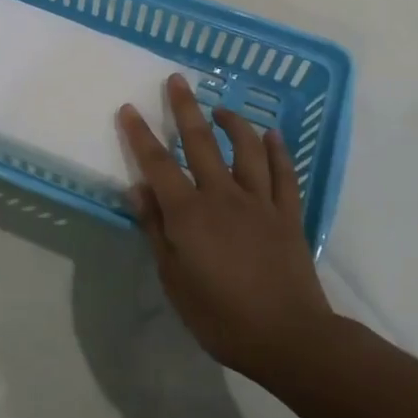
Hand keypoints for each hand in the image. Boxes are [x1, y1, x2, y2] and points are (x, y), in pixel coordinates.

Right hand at [118, 75, 332, 380]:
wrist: (289, 337)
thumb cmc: (221, 316)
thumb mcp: (174, 280)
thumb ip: (156, 231)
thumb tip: (138, 189)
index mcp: (189, 213)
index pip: (158, 164)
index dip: (140, 135)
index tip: (129, 108)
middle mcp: (222, 195)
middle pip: (200, 142)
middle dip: (185, 108)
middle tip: (177, 80)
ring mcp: (258, 201)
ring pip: (246, 149)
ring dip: (233, 123)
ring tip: (222, 108)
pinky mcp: (287, 213)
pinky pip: (283, 174)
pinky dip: (278, 151)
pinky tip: (272, 134)